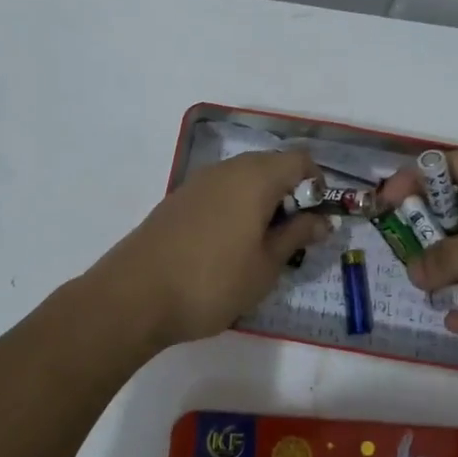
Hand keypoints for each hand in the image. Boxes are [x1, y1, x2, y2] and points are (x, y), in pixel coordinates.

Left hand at [86, 150, 330, 350]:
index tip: (316, 221)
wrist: (134, 296)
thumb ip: (297, 236)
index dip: (317, 186)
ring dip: (261, 203)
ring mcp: (198, 182)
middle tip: (292, 238)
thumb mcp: (266, 265)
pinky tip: (228, 247)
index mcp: (255, 177)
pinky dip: (235, 209)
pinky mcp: (178, 200)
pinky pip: (220, 192)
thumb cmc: (212, 281)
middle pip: (271, 166)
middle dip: (290, 195)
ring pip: (244, 179)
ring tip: (260, 247)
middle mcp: (227, 169)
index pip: (300, 160)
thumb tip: (322, 220)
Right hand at [377, 150, 457, 340]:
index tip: (386, 203)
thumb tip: (413, 273)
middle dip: (428, 234)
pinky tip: (456, 322)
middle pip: (456, 213)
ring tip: (426, 289)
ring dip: (450, 272)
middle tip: (402, 252)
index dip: (415, 180)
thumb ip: (456, 256)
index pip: (451, 167)